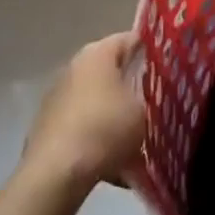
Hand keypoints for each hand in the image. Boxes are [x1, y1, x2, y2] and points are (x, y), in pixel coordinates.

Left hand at [22, 32, 145, 194]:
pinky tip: (113, 164)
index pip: (130, 40)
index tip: (166, 69)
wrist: (54, 174)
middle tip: (153, 105)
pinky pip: (82, 126)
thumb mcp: (142, 112)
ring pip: (97, 101)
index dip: (150, 52)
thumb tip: (148, 98)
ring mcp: (58, 96)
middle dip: (131, 88)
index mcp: (98, 52)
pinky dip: (97, 140)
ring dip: (114, 117)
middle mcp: (75, 66)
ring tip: (136, 142)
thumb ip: (149, 98)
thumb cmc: (104, 129)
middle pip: (111, 71)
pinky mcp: (48, 126)